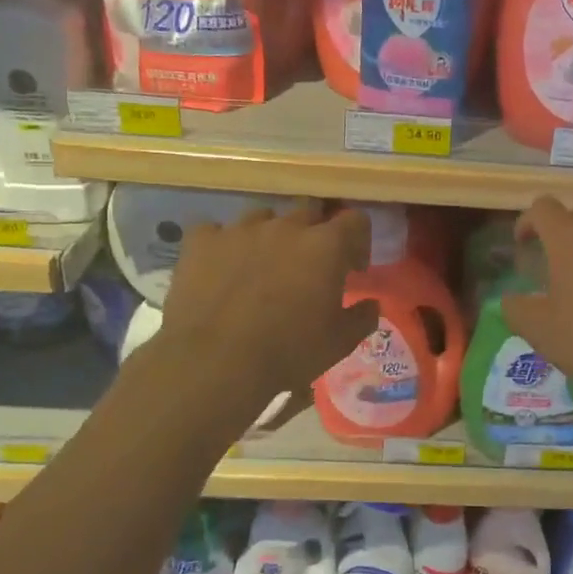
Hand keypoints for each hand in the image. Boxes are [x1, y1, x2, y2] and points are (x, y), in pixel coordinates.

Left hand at [139, 201, 379, 407]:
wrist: (214, 362)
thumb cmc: (288, 351)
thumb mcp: (339, 343)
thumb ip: (362, 317)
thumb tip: (371, 304)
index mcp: (326, 245)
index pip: (355, 220)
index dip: (358, 241)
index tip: (352, 268)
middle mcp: (286, 226)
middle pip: (309, 210)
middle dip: (314, 233)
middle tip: (308, 265)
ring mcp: (241, 229)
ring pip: (263, 217)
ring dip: (270, 235)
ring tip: (262, 266)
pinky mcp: (202, 241)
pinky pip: (216, 231)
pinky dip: (223, 246)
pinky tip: (221, 269)